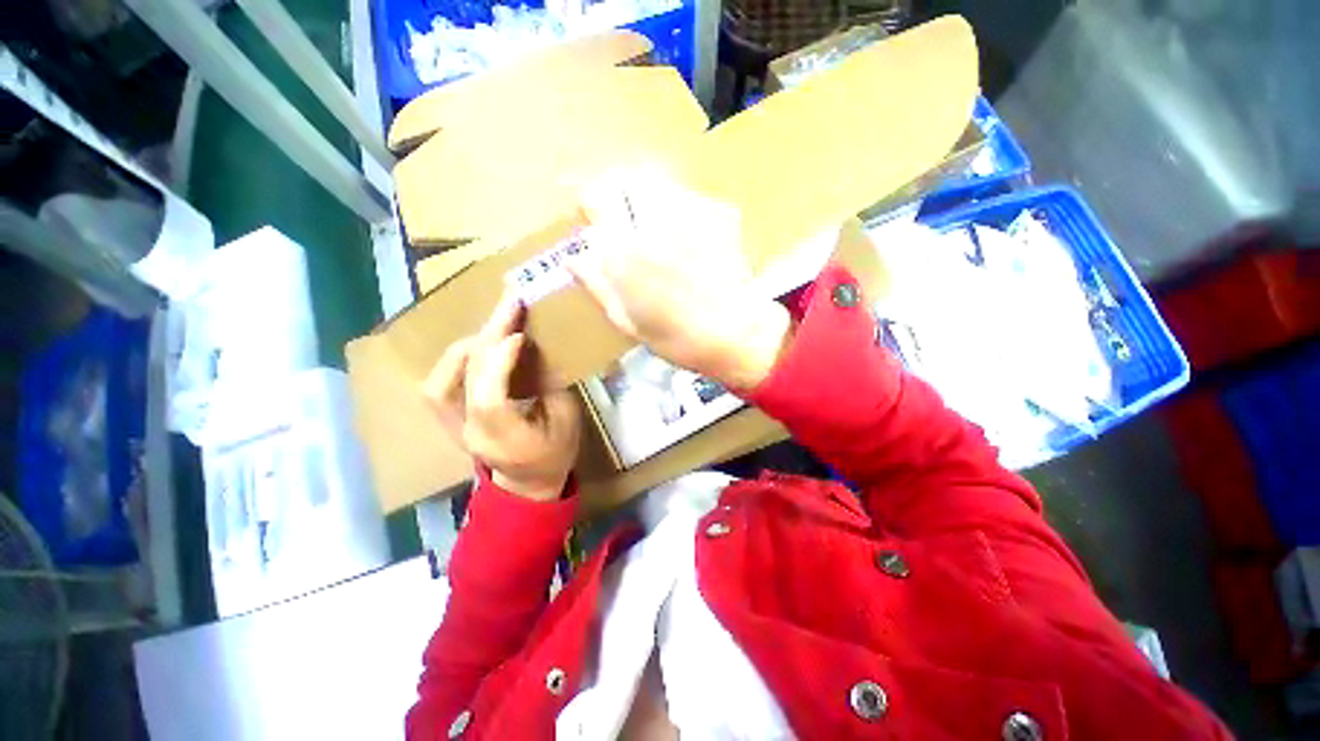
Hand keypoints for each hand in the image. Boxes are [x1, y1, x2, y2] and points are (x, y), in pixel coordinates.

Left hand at [422, 293, 581, 500]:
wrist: (528, 484)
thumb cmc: (555, 453)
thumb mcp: (567, 420)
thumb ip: (550, 385)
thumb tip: (536, 348)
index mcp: (507, 441)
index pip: (489, 399)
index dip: (500, 362)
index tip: (519, 333)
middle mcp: (472, 433)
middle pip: (467, 380)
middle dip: (489, 337)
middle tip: (510, 305)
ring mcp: (454, 427)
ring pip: (442, 379)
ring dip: (470, 345)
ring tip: (496, 323)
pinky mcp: (450, 419)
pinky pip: (439, 383)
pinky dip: (457, 358)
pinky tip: (478, 344)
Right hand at [569, 168, 791, 389]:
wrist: (737, 334)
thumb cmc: (677, 339)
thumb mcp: (627, 321)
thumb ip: (597, 285)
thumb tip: (573, 258)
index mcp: (626, 253)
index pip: (596, 198)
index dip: (590, 201)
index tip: (592, 214)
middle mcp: (654, 224)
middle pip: (626, 178)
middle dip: (618, 193)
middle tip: (622, 216)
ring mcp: (690, 215)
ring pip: (657, 181)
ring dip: (647, 196)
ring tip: (653, 225)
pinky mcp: (718, 213)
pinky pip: (687, 195)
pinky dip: (677, 206)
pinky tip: (684, 234)